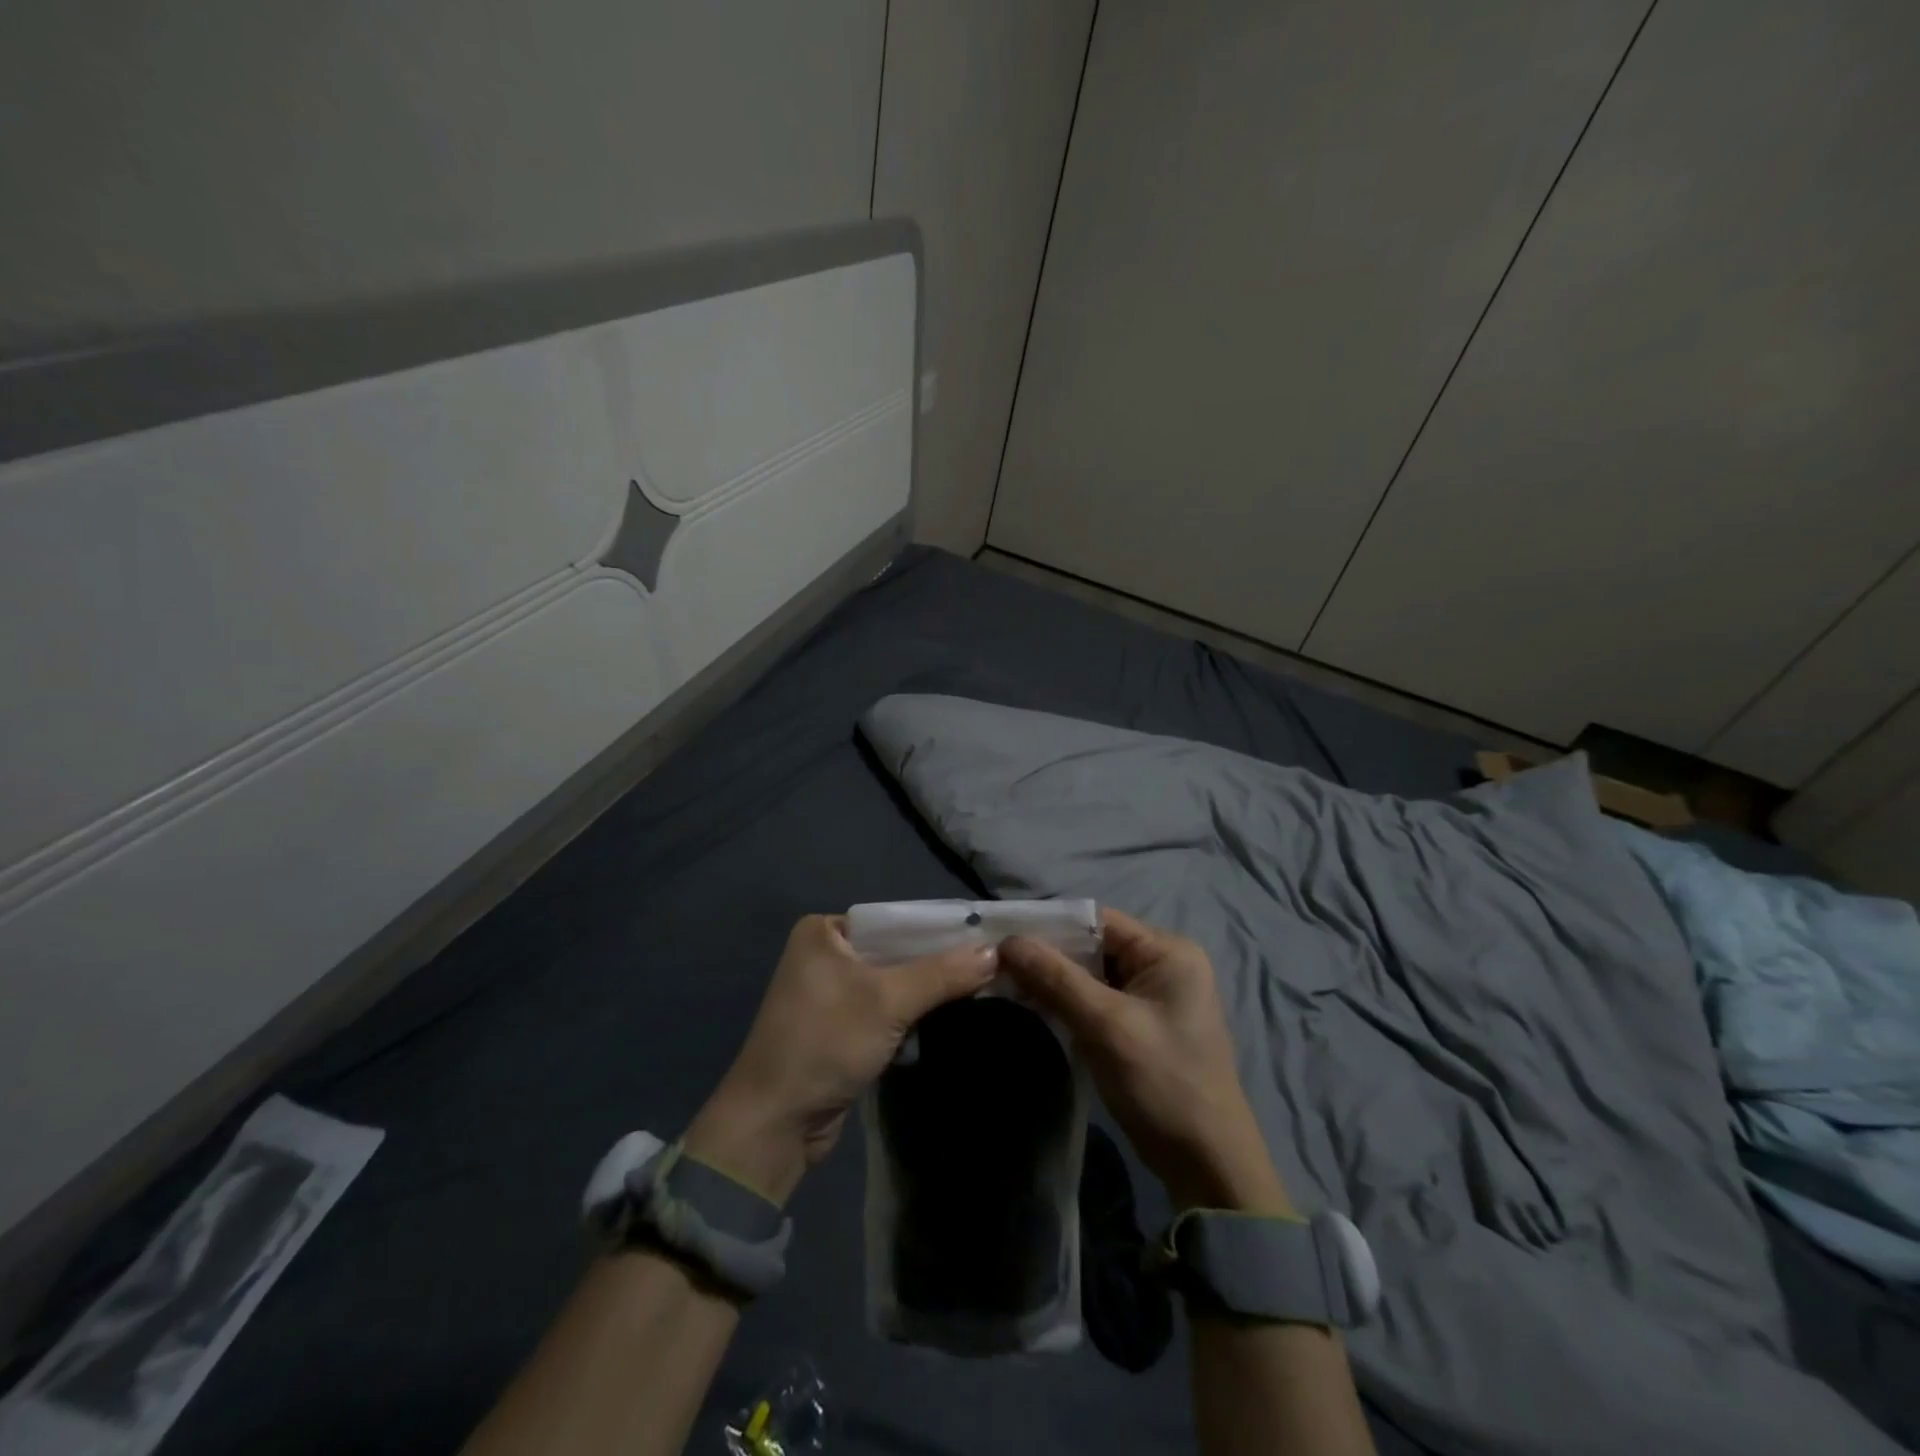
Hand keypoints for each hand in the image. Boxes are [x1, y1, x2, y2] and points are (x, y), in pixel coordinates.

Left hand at [685, 915, 997, 1205]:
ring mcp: (832, 994)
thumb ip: (942, 974)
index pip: (895, 920)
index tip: (987, 936)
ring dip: (929, 992)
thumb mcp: (888, 1001)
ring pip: (895, 983)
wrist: (775, 1124)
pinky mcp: (840, 1029)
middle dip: (939, 963)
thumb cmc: (825, 1043)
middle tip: (992, 965)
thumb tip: (995, 952)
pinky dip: (913, 1015)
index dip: (940, 929)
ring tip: (983, 988)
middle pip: (897, 951)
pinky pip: (886, 1010)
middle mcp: (826, 954)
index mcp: (824, 931)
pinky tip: (951, 1017)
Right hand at [999, 908, 1291, 1213]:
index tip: (1003, 935)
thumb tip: (1009, 940)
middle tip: (997, 963)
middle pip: (1093, 946)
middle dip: (1048, 955)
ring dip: (1053, 980)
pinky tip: (1034, 1008)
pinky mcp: (1140, 1025)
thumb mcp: (1107, 1026)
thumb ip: (1057, 978)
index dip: (1051, 925)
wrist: (1207, 1165)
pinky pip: (1097, 1000)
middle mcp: (1163, 964)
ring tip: (1006, 983)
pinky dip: (1067, 1002)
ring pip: (1091, 974)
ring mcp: (1152, 996)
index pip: (1098, 920)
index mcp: (1168, 951)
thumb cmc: (1163, 1084)